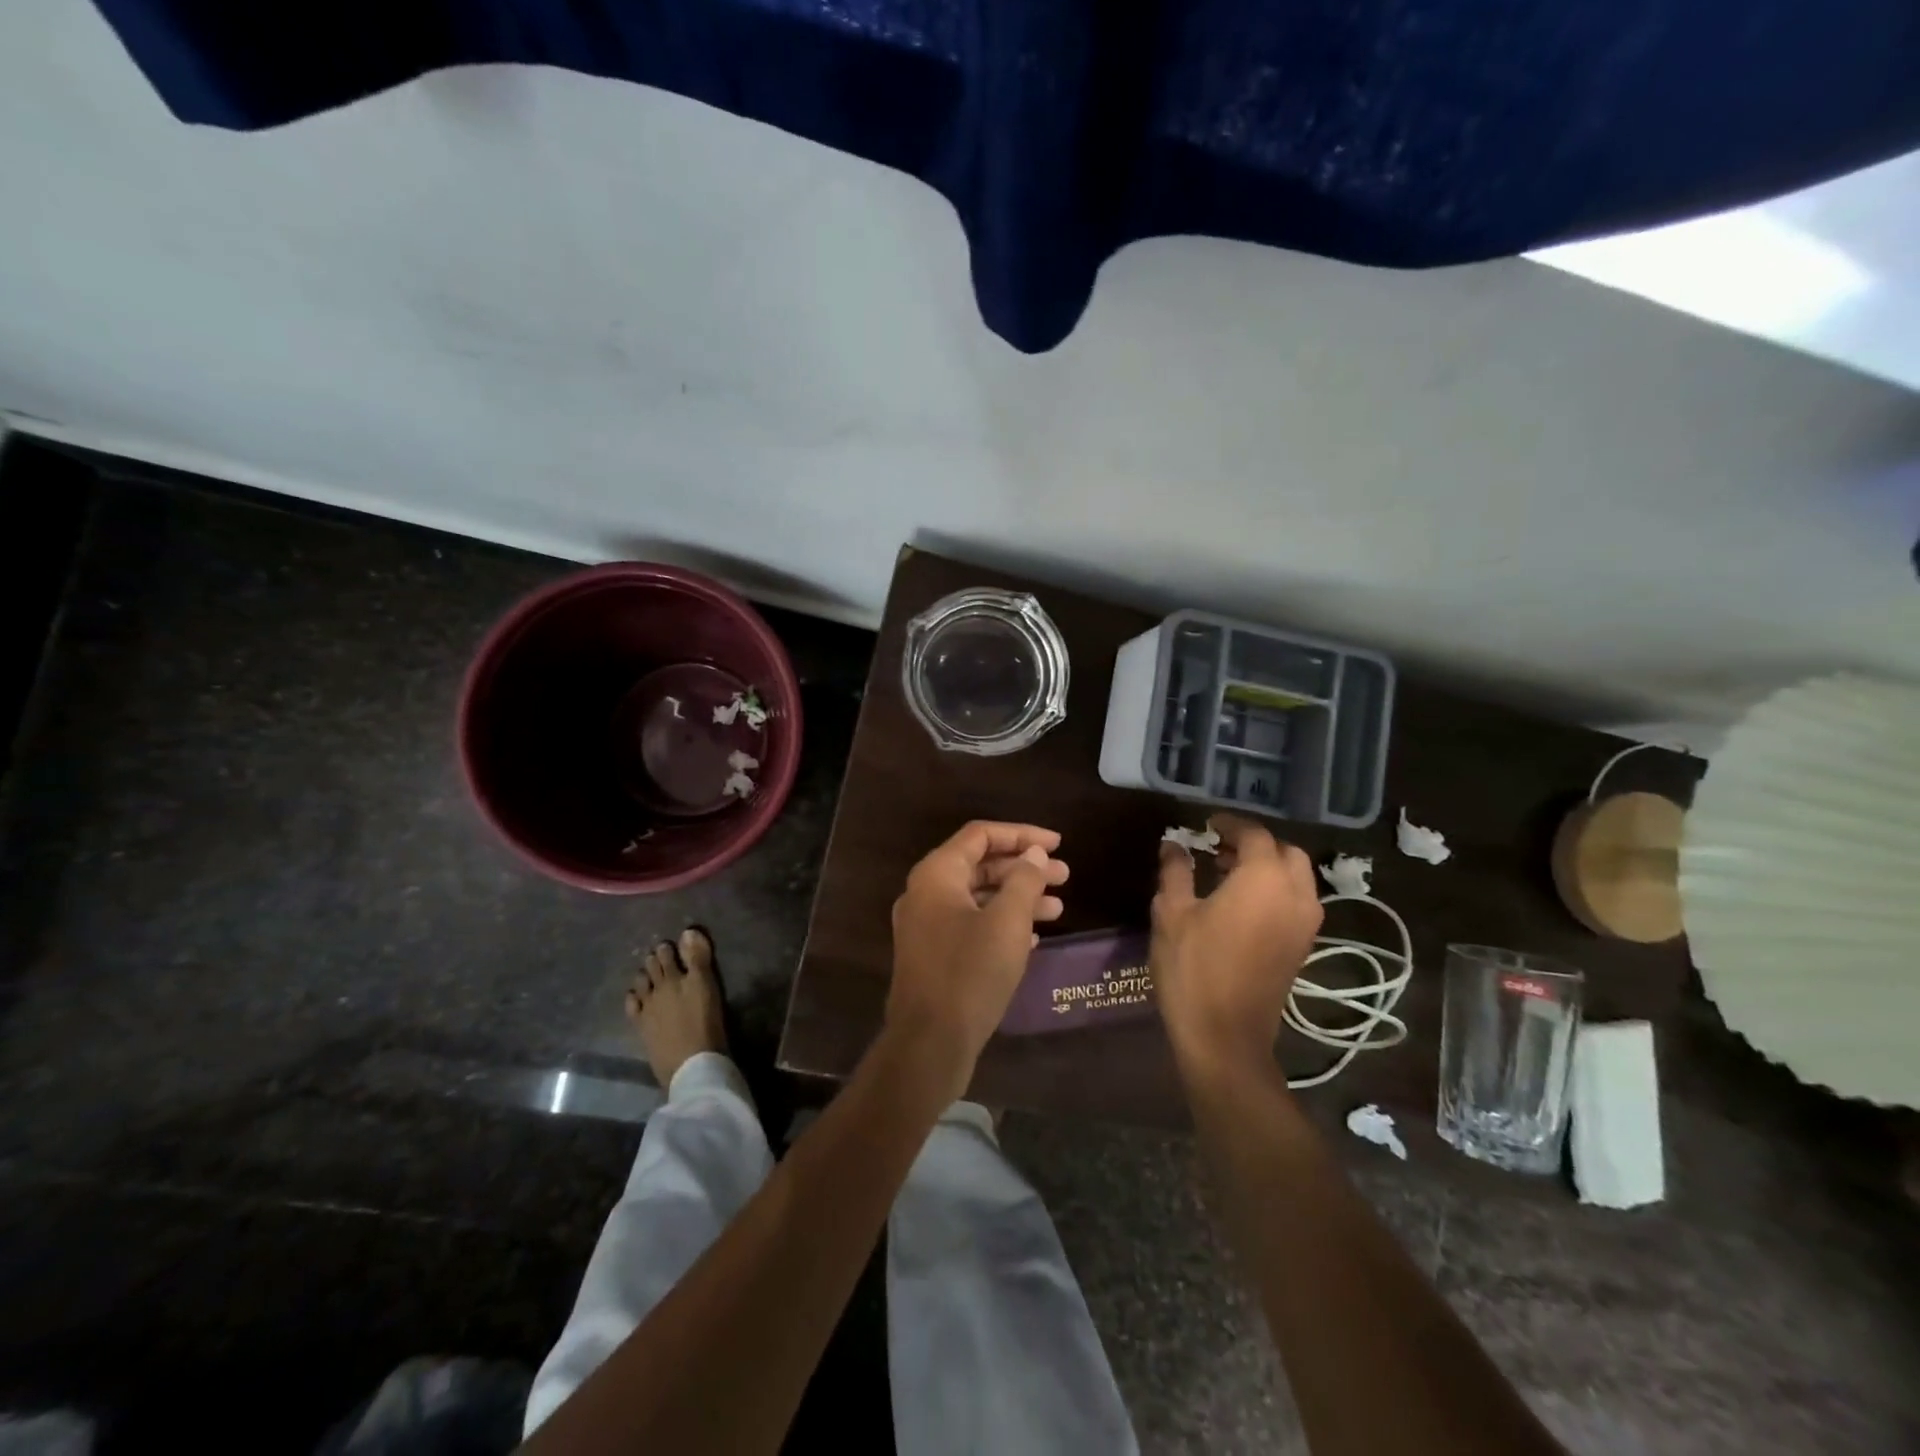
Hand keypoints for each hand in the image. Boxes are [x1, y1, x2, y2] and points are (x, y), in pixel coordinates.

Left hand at [886, 821, 1067, 1093]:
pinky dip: (1001, 923)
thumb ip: (1024, 881)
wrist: (930, 1043)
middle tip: (1064, 876)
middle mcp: (925, 893)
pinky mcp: (933, 955)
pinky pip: (971, 924)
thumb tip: (1033, 854)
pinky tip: (1034, 938)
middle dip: (1024, 869)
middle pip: (980, 865)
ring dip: (1017, 898)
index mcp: (937, 874)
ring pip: (978, 897)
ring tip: (1058, 908)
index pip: (981, 835)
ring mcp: (926, 926)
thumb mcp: (1007, 922)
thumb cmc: (970, 973)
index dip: (1022, 834)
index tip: (1057, 844)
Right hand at [1151, 814, 1321, 1073]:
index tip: (1206, 824)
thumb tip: (1175, 845)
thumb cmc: (1193, 968)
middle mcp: (1295, 894)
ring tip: (1227, 873)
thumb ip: (1176, 871)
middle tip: (1219, 847)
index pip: (1254, 834)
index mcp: (1264, 879)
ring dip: (1267, 866)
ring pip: (1296, 877)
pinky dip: (1275, 889)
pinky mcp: (1303, 946)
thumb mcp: (1172, 913)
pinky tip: (1240, 902)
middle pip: (1285, 852)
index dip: (1230, 824)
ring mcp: (1305, 923)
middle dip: (1255, 844)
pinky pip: (1296, 901)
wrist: (1225, 1036)